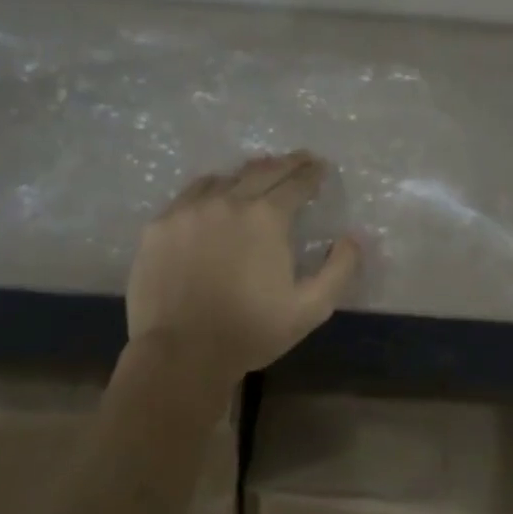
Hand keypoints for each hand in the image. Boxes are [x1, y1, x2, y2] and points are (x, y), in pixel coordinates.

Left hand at [127, 152, 360, 379]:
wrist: (180, 353)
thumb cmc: (250, 332)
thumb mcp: (310, 309)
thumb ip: (339, 270)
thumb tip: (352, 238)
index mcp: (266, 217)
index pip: (296, 182)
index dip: (312, 172)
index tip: (320, 167)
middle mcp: (228, 201)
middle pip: (261, 170)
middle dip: (285, 163)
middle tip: (299, 159)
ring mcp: (189, 210)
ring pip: (223, 179)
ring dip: (246, 175)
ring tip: (256, 177)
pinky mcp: (160, 225)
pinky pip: (190, 195)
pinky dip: (210, 190)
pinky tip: (213, 198)